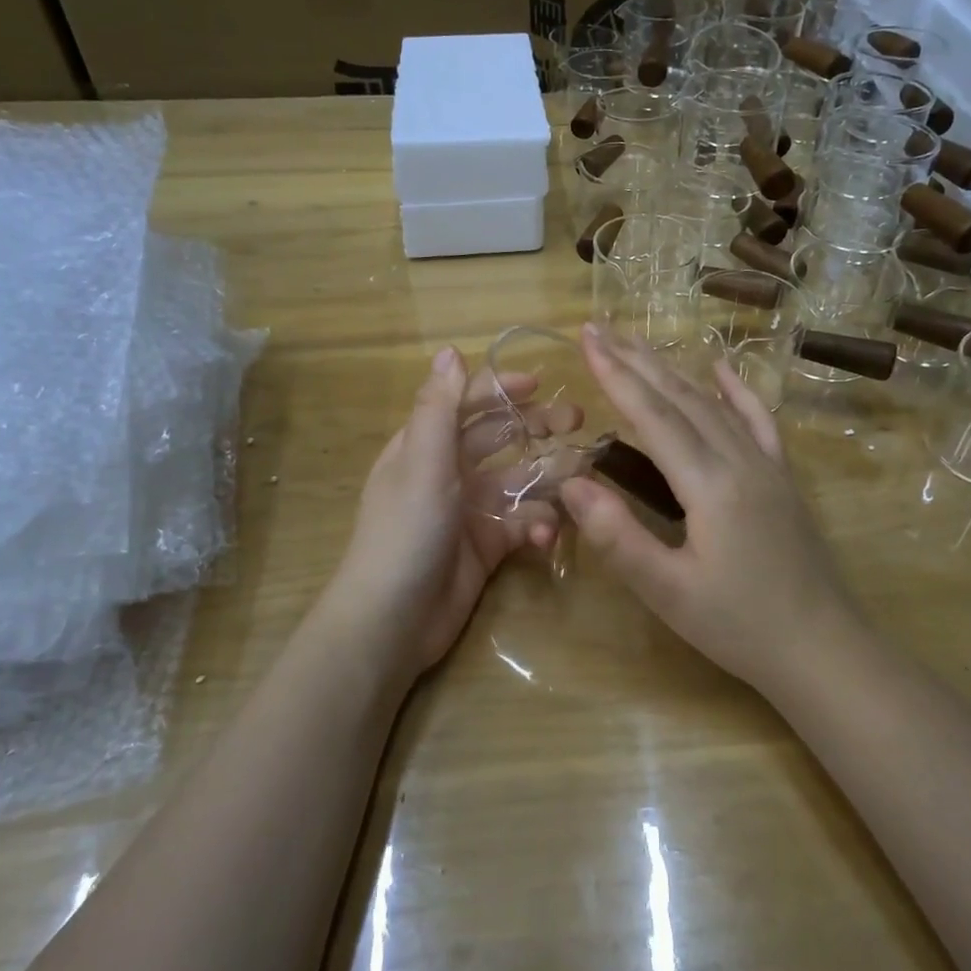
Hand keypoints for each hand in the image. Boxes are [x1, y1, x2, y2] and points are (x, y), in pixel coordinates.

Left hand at [325, 347, 574, 677]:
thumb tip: (450, 350)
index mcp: (425, 445)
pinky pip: (521, 523)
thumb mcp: (421, 463)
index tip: (540, 383)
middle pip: (498, 437)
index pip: (465, 403)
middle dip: (535, 427)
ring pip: (518, 481)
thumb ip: (439, 408)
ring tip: (577, 477)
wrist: (393, 620)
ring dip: (547, 478)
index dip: (500, 389)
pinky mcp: (488, 546)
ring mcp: (470, 510)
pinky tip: (544, 535)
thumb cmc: (406, 531)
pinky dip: (537, 525)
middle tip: (577, 422)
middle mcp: (448, 472)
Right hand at [559, 325, 863, 695]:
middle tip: (600, 328)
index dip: (615, 376)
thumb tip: (571, 483)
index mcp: (710, 484)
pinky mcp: (782, 479)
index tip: (586, 338)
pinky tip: (723, 368)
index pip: (653, 416)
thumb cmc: (740, 627)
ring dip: (674, 370)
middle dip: (636, 360)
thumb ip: (618, 537)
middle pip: (681, 397)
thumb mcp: (669, 592)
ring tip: (639, 344)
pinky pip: (759, 421)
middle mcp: (740, 460)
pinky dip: (737, 391)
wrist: (824, 650)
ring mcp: (767, 465)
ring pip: (713, 404)